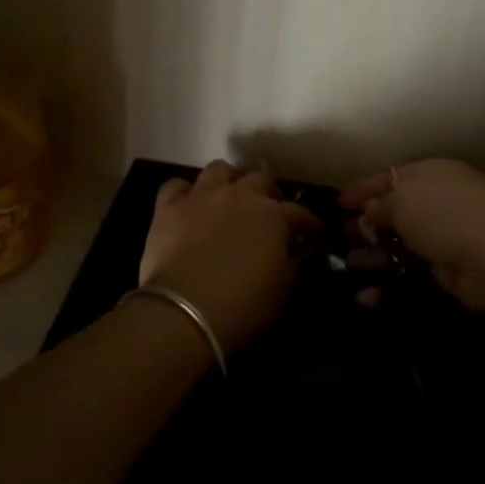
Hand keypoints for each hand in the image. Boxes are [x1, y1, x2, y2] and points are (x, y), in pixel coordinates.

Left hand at [139, 161, 321, 353]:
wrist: (183, 314)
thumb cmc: (242, 307)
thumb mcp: (281, 291)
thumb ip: (295, 262)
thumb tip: (304, 248)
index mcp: (272, 215)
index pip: (300, 213)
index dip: (311, 224)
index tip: (316, 234)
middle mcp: (239, 195)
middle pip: (261, 179)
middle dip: (270, 193)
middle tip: (271, 212)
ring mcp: (202, 196)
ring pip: (219, 169)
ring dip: (229, 180)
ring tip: (231, 197)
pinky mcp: (168, 207)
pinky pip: (176, 186)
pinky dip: (185, 193)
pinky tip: (188, 206)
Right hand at [339, 159, 484, 310]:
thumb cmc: (444, 214)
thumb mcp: (402, 200)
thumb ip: (380, 205)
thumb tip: (371, 212)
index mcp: (430, 173)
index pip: (389, 177)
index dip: (362, 189)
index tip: (338, 203)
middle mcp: (438, 200)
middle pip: (394, 210)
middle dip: (366, 223)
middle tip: (339, 235)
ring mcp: (445, 234)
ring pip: (401, 242)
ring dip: (373, 254)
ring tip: (347, 264)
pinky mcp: (448, 267)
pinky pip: (411, 269)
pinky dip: (390, 280)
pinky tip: (366, 294)